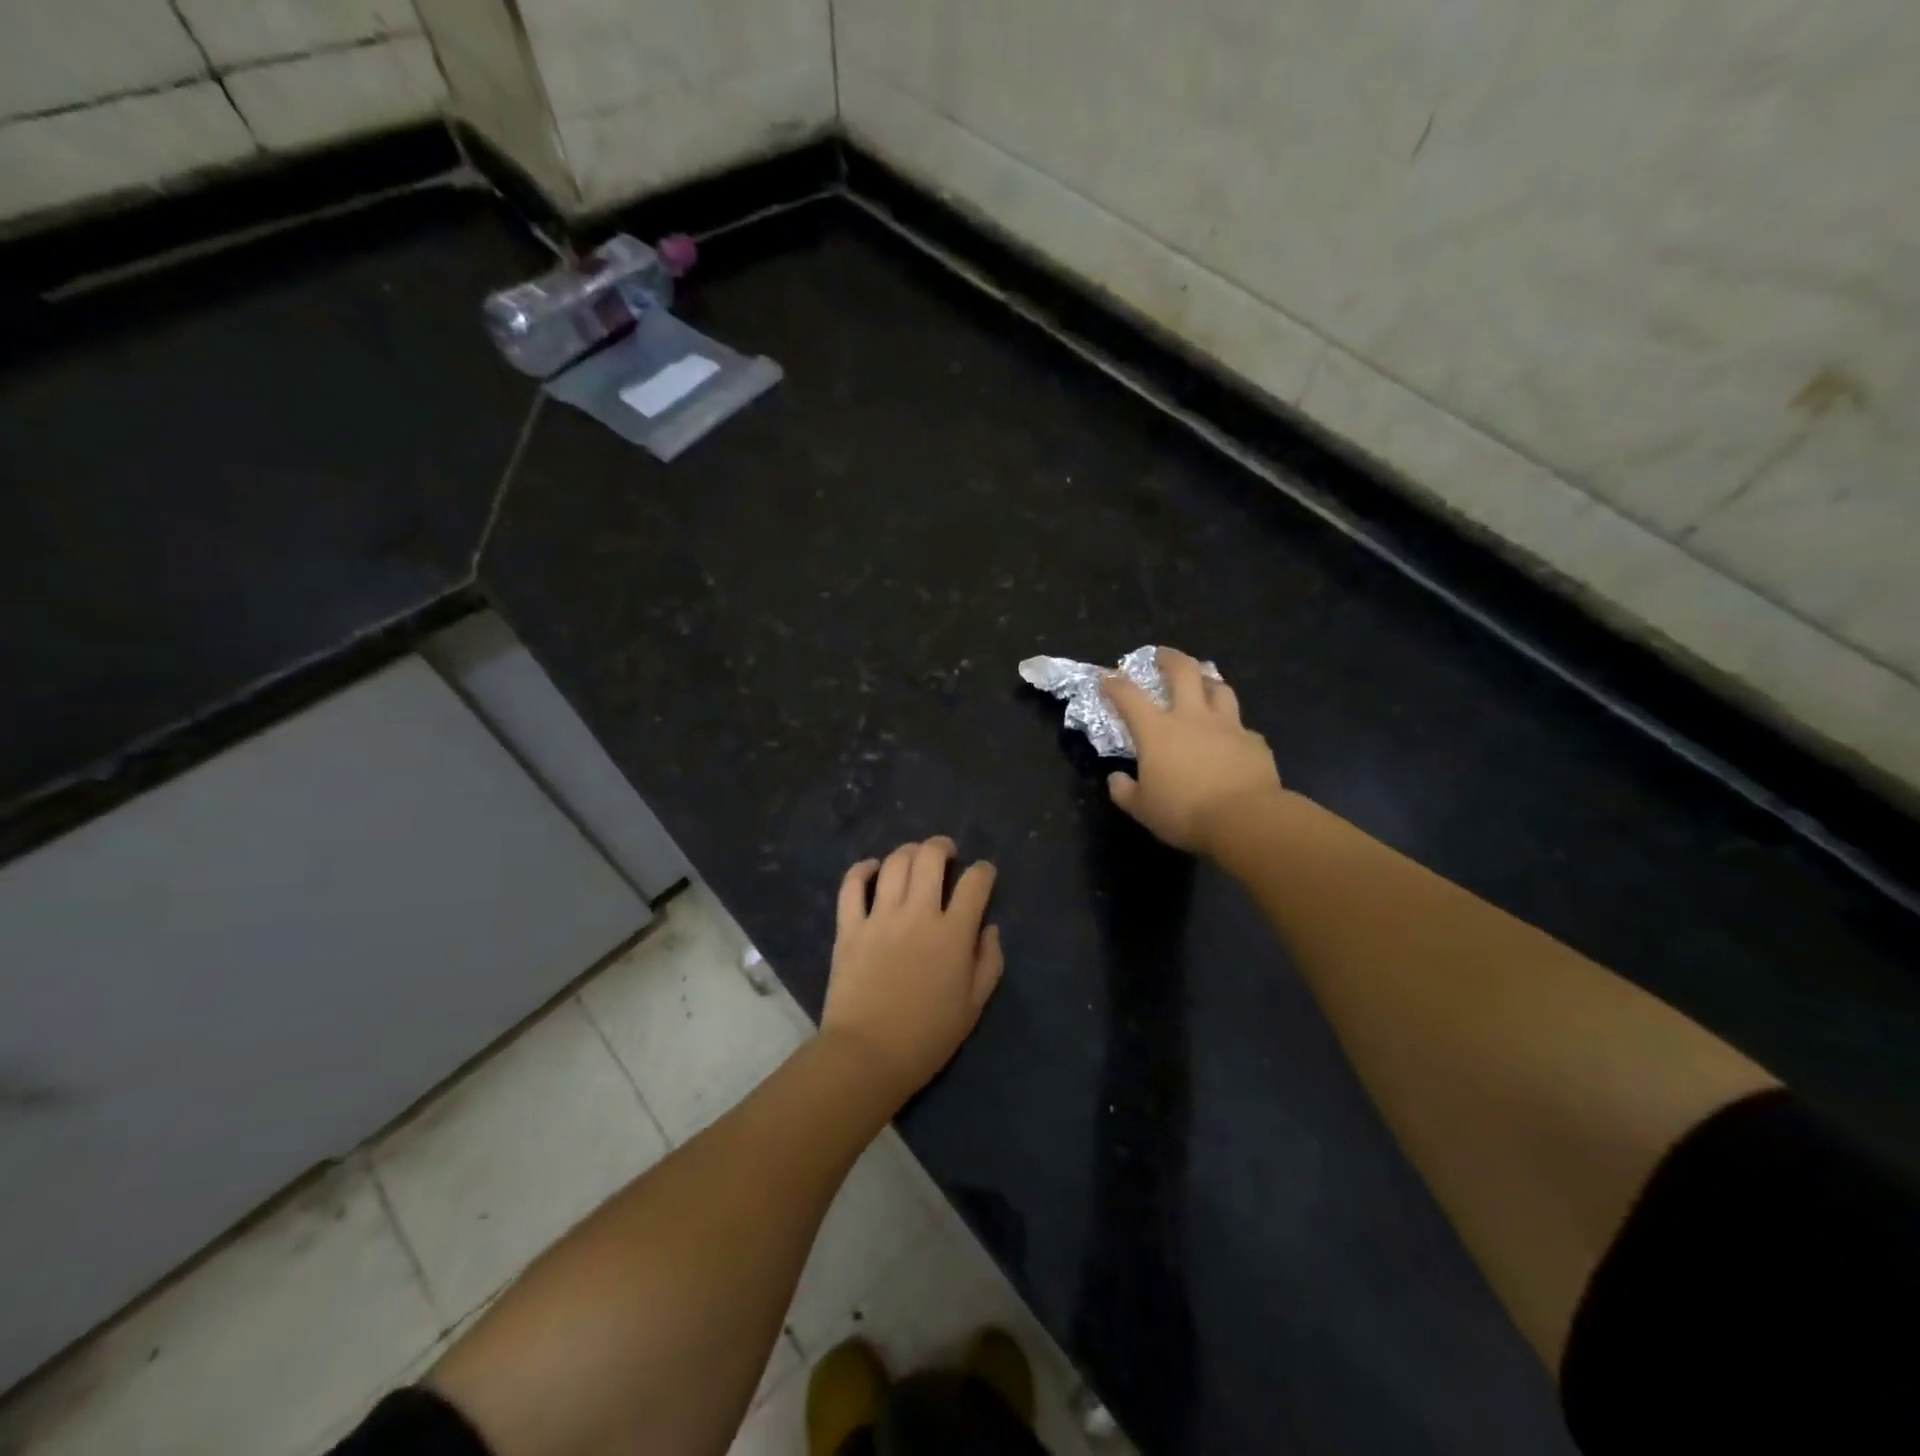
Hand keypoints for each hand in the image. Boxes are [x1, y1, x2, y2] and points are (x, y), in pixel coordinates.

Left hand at [820, 837, 1003, 1105]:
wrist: (867, 1056)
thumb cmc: (927, 1037)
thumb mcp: (973, 1006)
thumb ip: (988, 962)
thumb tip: (989, 928)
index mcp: (953, 934)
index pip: (975, 883)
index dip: (984, 871)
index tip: (984, 874)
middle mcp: (918, 914)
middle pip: (931, 858)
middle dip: (943, 847)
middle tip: (946, 854)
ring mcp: (880, 917)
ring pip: (895, 863)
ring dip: (908, 852)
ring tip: (913, 858)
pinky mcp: (849, 927)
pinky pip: (852, 885)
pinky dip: (863, 869)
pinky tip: (872, 868)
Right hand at [1102, 647, 1282, 854]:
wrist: (1245, 819)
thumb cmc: (1185, 812)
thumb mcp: (1142, 809)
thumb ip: (1124, 791)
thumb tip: (1116, 779)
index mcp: (1157, 731)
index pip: (1129, 697)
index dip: (1114, 684)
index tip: (1106, 678)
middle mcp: (1192, 718)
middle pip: (1183, 672)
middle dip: (1169, 658)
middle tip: (1162, 655)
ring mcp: (1227, 726)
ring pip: (1219, 688)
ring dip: (1207, 681)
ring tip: (1202, 683)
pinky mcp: (1253, 741)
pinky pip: (1241, 725)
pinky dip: (1232, 726)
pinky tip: (1230, 737)